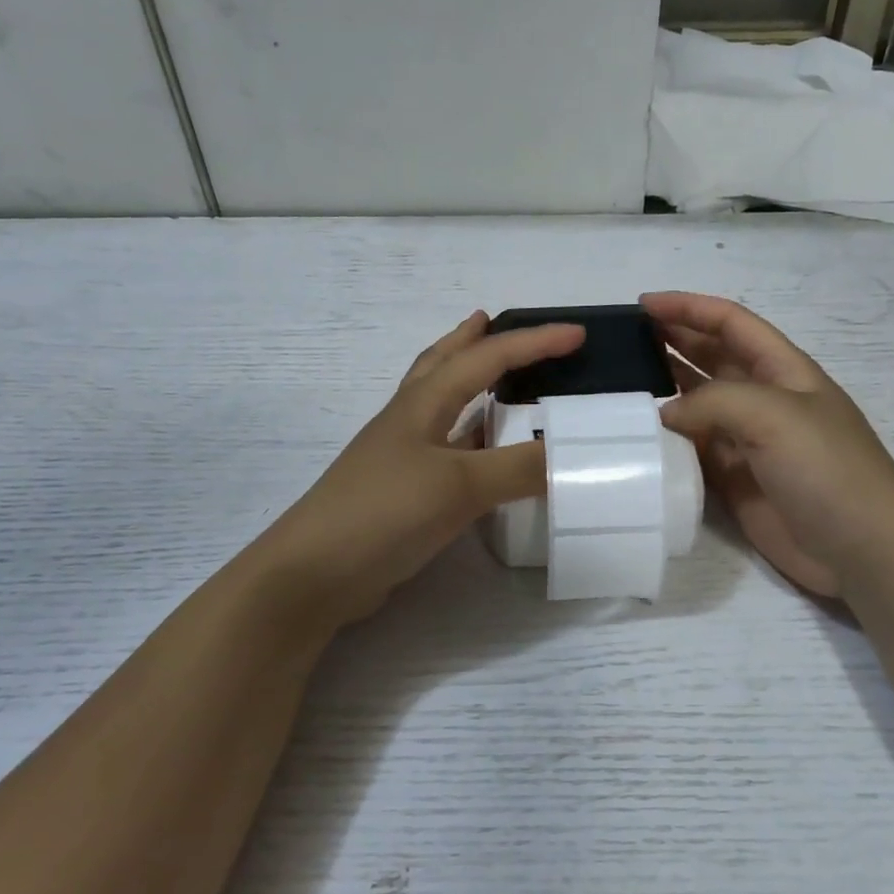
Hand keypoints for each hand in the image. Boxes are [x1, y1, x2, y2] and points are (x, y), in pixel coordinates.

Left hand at [254, 311, 583, 628]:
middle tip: (493, 320)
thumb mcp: (459, 485)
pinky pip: (447, 449)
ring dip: (467, 383)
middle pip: (442, 364)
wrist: (316, 573)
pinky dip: (470, 437)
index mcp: (422, 403)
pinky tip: (485, 451)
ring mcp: (403, 457)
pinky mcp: (403, 492)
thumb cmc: (384, 512)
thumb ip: (519, 468)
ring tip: (494, 376)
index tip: (578, 334)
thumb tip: (574, 454)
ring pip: (442, 405)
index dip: (533, 342)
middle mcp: (410, 421)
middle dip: (469, 339)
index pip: (486, 358)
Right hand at [643, 292, 893, 598]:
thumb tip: (665, 415)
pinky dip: (666, 441)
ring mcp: (747, 441)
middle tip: (622, 342)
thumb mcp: (774, 415)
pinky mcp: (733, 480)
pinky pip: (692, 450)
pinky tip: (637, 437)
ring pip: (696, 404)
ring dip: (664, 391)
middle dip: (671, 342)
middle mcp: (763, 399)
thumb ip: (712, 402)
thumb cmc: (826, 468)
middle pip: (710, 357)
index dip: (689, 307)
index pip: (730, 322)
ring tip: (620, 385)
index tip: (642, 305)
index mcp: (782, 369)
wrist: (860, 550)